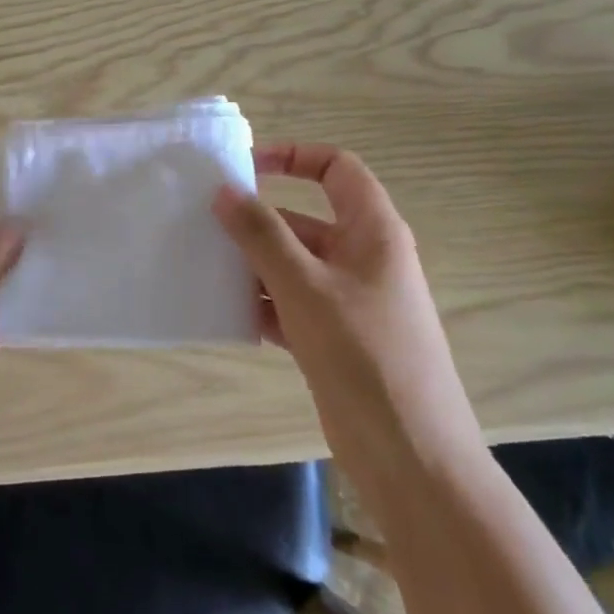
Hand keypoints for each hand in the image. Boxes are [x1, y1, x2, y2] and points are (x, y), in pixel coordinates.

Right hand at [213, 143, 465, 434]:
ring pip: (293, 265)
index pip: (337, 169)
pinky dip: (261, 305)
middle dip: (257, 221)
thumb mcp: (305, 286)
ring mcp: (349, 301)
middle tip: (204, 224)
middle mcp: (363, 259)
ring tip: (204, 266)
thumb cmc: (363, 354)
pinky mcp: (334, 339)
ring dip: (253, 265)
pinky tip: (224, 312)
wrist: (409, 455)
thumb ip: (262, 235)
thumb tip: (225, 190)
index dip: (293, 157)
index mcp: (373, 232)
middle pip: (304, 220)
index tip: (244, 168)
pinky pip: (290, 305)